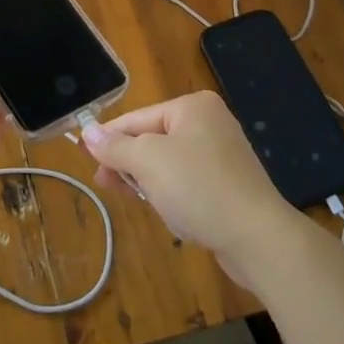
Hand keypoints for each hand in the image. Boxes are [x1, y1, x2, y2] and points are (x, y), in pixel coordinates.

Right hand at [81, 91, 295, 286]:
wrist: (257, 237)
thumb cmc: (198, 187)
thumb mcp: (148, 161)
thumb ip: (115, 146)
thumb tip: (87, 132)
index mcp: (193, 107)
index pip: (138, 118)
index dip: (110, 138)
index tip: (86, 158)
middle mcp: (210, 123)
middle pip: (153, 139)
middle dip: (128, 162)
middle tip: (103, 183)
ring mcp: (222, 154)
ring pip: (169, 163)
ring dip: (148, 180)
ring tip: (129, 198)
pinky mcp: (229, 185)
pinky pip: (188, 182)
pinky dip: (172, 194)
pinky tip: (164, 210)